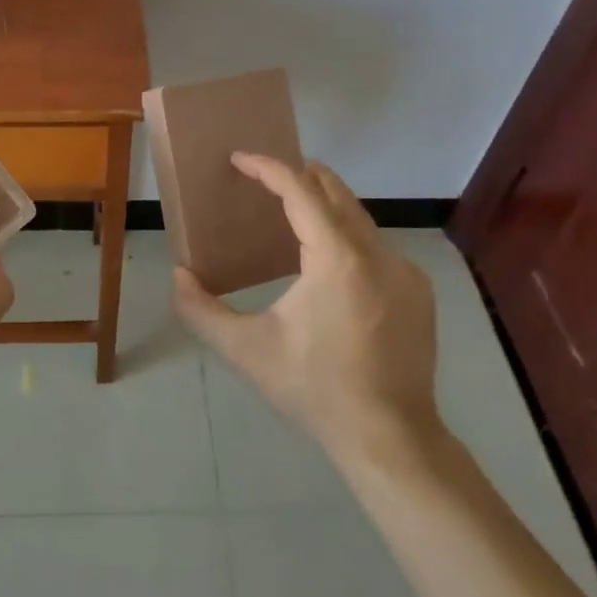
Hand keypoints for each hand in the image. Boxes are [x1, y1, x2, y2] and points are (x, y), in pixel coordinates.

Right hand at [173, 153, 442, 470]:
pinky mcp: (418, 290)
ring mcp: (405, 270)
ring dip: (322, 207)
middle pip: (335, 190)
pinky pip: (376, 246)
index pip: (301, 190)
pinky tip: (326, 267)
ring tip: (287, 219)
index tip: (240, 159)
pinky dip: (346, 237)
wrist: (390, 437)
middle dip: (297, 175)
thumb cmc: (314, 389)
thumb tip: (178, 276)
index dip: (267, 167)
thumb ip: (201, 311)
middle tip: (262, 179)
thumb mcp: (247, 351)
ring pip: (358, 218)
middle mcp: (378, 253)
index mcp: (337, 259)